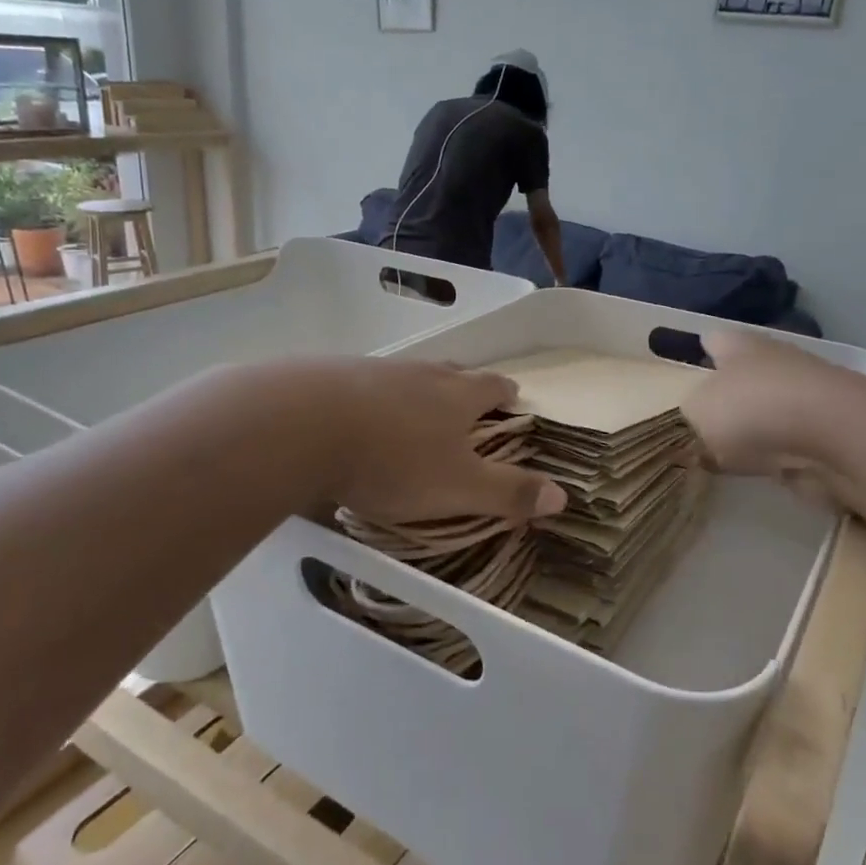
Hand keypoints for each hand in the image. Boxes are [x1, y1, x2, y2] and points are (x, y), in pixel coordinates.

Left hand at [309, 359, 567, 525]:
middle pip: (451, 372)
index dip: (506, 393)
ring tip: (412, 412)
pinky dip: (369, 398)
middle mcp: (420, 373)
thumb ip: (509, 492)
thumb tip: (563, 495)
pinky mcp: (330, 375)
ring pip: (406, 376)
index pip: (492, 386)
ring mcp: (373, 370)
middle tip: (466, 403)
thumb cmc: (393, 459)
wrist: (302, 425)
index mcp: (457, 394)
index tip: (512, 399)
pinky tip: (356, 417)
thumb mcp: (458, 487)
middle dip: (463, 386)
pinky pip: (362, 384)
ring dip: (415, 391)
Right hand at [683, 331, 858, 512]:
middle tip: (696, 420)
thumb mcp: (697, 412)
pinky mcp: (823, 432)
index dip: (699, 352)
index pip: (712, 340)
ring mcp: (803, 396)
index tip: (684, 369)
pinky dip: (770, 453)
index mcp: (738, 346)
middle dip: (725, 394)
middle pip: (742, 374)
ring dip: (749, 427)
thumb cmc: (752, 409)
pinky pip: (784, 442)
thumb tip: (696, 424)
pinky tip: (749, 470)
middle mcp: (773, 361)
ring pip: (765, 408)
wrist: (834, 437)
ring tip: (718, 451)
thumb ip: (688, 416)